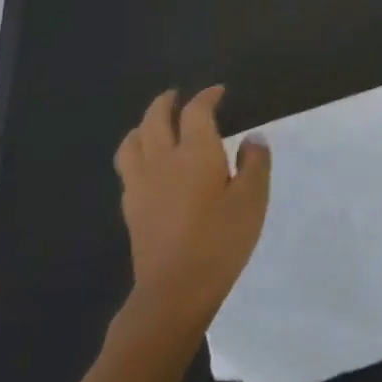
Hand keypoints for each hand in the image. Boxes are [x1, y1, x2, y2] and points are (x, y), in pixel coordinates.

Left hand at [113, 85, 270, 327]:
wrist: (175, 289)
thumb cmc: (221, 240)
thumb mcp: (252, 199)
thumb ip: (254, 163)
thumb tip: (252, 138)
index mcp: (195, 152)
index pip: (196, 112)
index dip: (206, 97)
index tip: (218, 92)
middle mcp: (162, 160)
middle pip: (155, 119)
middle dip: (166, 103)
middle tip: (177, 96)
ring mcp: (141, 184)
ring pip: (132, 142)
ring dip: (143, 125)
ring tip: (153, 125)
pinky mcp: (131, 207)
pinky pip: (127, 167)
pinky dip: (136, 153)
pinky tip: (147, 165)